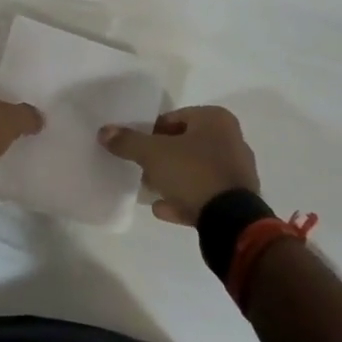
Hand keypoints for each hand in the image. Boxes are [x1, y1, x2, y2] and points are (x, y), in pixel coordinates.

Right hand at [99, 106, 259, 225]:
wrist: (231, 222)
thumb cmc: (194, 173)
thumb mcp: (153, 154)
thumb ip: (128, 141)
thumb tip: (104, 131)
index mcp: (215, 120)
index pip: (174, 118)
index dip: (151, 133)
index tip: (137, 148)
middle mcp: (231, 140)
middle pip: (185, 144)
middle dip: (162, 157)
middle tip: (142, 169)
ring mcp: (237, 172)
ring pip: (195, 170)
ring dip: (173, 179)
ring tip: (150, 190)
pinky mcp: (238, 200)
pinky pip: (205, 194)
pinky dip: (185, 199)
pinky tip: (163, 209)